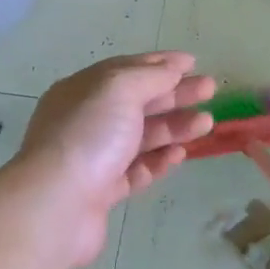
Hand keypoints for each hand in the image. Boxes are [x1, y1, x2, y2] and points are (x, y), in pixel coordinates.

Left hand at [14, 52, 215, 267]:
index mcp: (83, 90)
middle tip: (211, 90)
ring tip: (207, 124)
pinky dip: (160, 160)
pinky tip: (181, 154)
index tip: (193, 63)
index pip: (125, 70)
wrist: (58, 204)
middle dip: (175, 94)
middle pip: (138, 102)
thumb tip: (172, 70)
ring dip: (175, 127)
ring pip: (141, 137)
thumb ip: (150, 76)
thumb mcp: (119, 89)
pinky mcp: (104, 191)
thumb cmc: (89, 136)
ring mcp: (95, 157)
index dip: (160, 64)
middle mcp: (86, 121)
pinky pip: (138, 170)